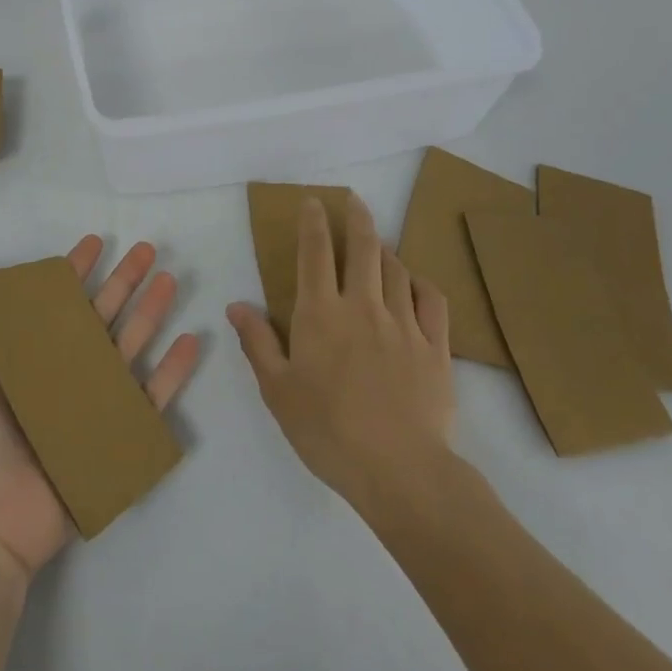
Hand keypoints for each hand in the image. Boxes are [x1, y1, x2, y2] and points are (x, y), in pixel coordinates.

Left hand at [0, 237, 199, 584]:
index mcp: (27, 357)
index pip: (57, 302)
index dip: (76, 271)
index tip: (96, 242)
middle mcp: (62, 374)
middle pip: (101, 316)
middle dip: (124, 281)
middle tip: (147, 249)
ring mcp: (91, 404)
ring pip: (129, 347)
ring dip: (151, 313)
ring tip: (170, 280)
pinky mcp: (114, 437)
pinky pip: (150, 399)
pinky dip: (172, 372)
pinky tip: (190, 340)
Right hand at [227, 193, 457, 522]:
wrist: (400, 470)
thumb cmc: (328, 430)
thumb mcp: (277, 390)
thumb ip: (257, 343)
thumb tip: (235, 305)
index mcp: (320, 313)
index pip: (315, 253)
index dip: (313, 222)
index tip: (314, 202)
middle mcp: (363, 306)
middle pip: (363, 248)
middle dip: (357, 218)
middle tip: (353, 200)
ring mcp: (404, 324)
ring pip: (397, 270)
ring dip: (385, 250)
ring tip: (378, 244)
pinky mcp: (436, 348)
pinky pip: (432, 301)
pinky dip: (421, 283)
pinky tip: (416, 283)